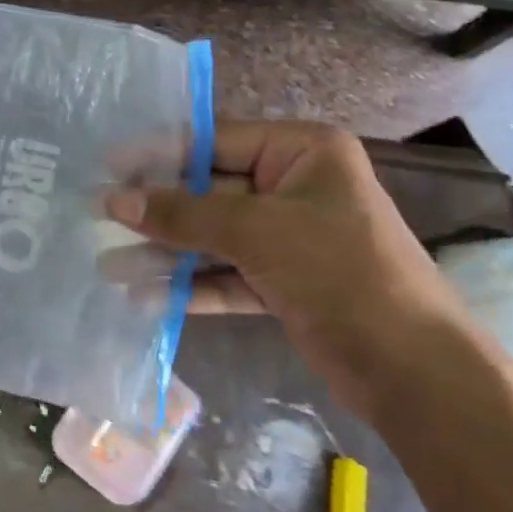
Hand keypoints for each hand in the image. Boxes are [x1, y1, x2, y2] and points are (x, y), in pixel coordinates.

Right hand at [104, 121, 470, 418]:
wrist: (414, 370)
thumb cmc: (341, 273)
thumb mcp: (257, 232)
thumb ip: (182, 213)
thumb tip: (113, 200)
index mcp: (302, 152)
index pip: (214, 141)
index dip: (159, 155)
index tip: (107, 167)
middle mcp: (294, 186)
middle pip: (208, 190)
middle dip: (156, 211)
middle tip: (98, 219)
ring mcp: (288, 237)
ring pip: (212, 236)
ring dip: (165, 253)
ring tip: (109, 266)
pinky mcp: (283, 282)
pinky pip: (225, 274)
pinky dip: (189, 286)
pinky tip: (145, 299)